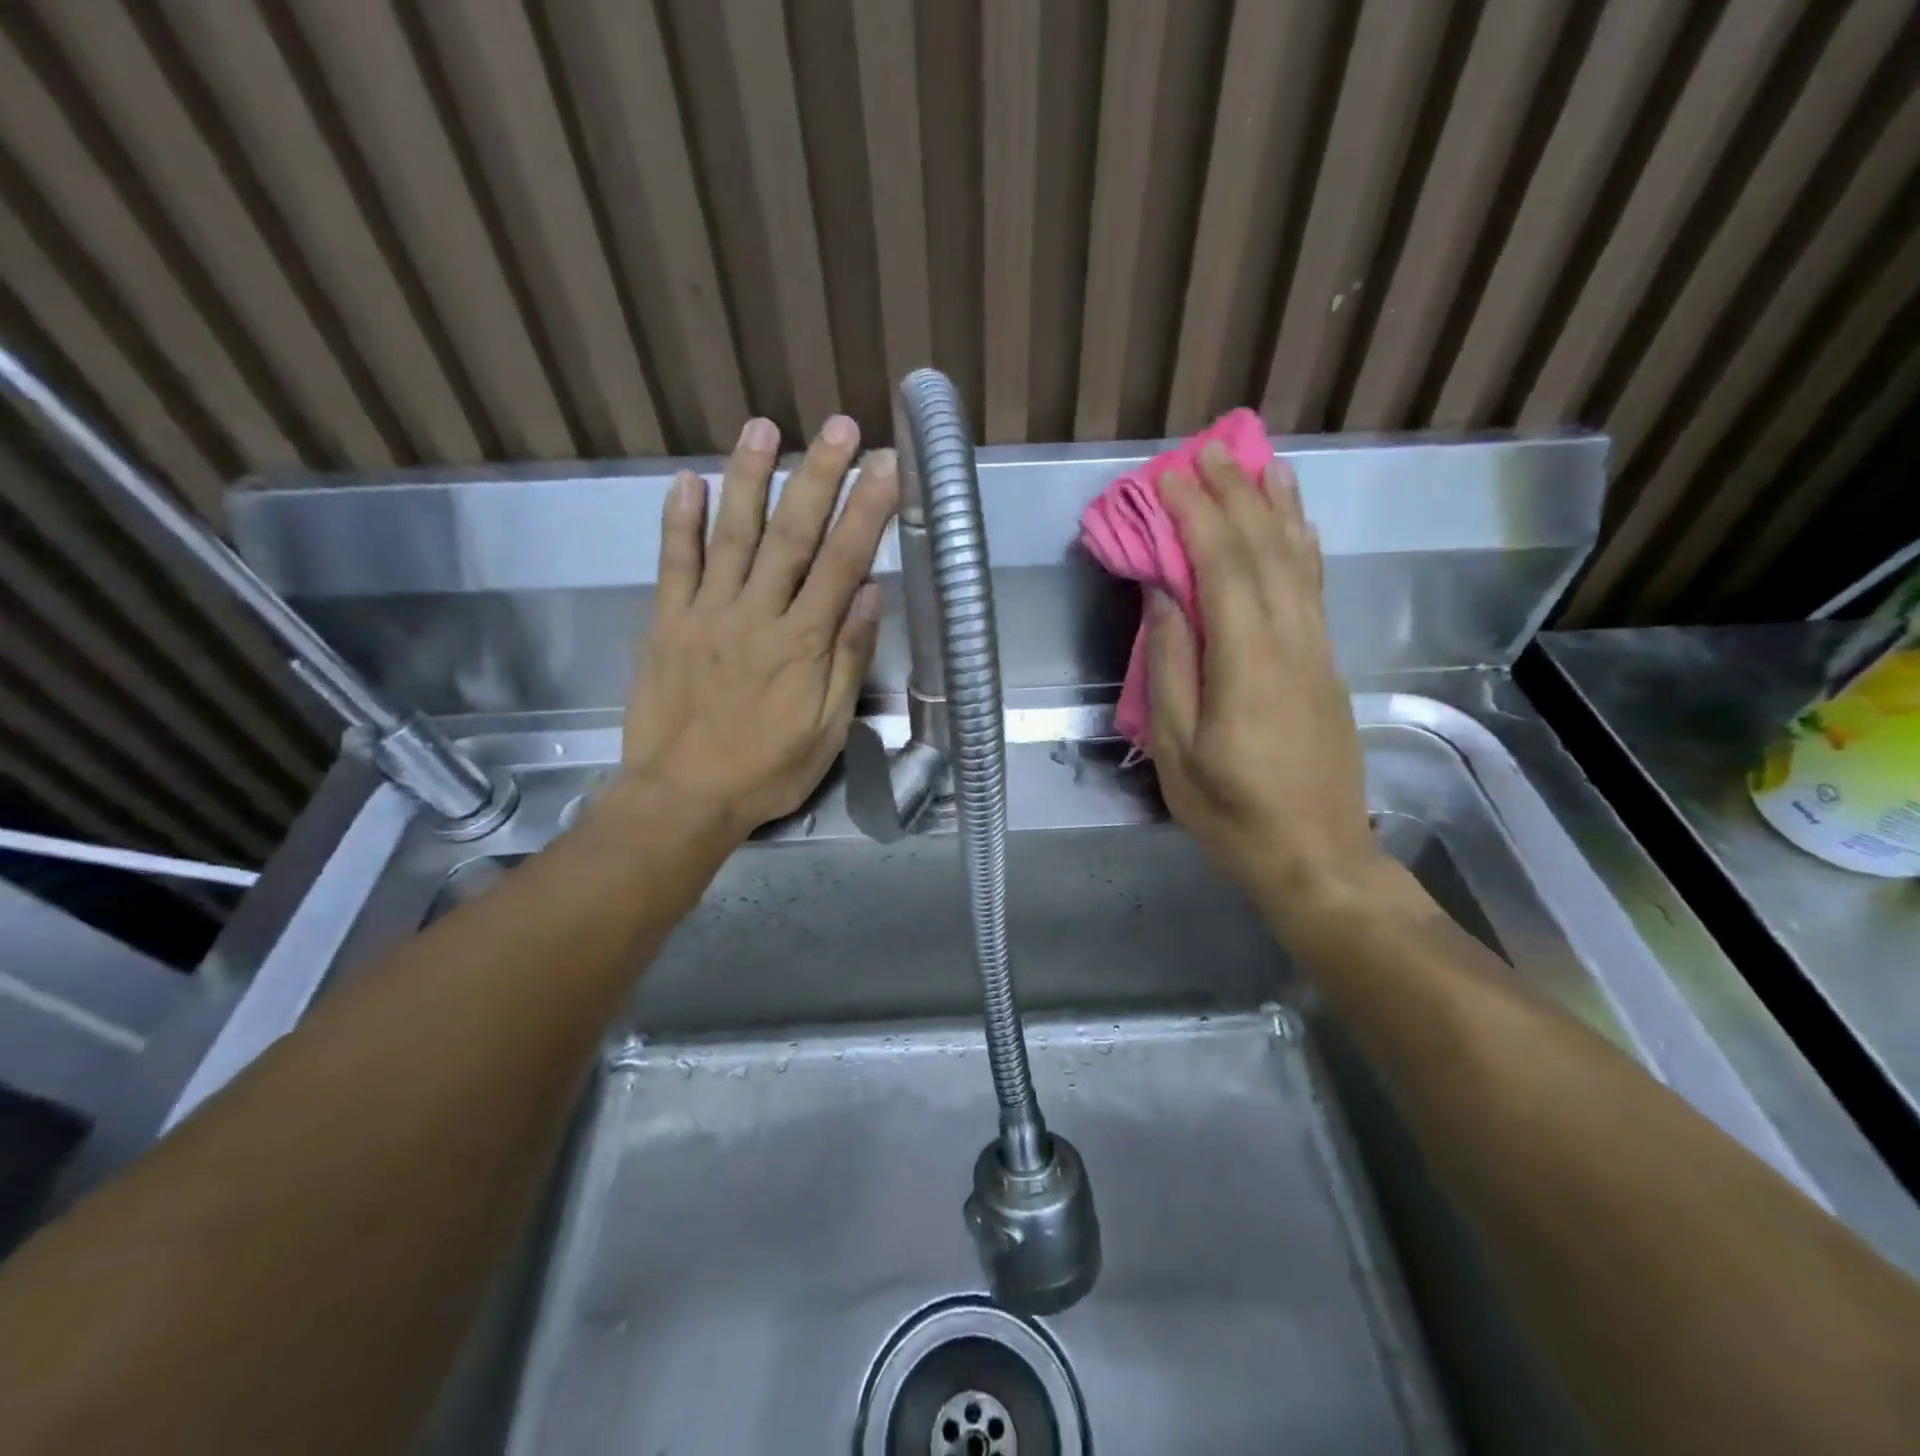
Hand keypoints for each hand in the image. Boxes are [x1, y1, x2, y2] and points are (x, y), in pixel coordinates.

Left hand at [616, 415, 897, 839]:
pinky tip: (687, 480)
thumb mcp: (828, 728)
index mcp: (803, 644)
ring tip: (762, 427)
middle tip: (838, 425)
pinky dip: (679, 521)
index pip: (842, 563)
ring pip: (732, 535)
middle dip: (818, 475)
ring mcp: (706, 614)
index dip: (866, 510)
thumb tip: (871, 594)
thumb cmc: (767, 770)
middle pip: (792, 535)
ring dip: (749, 478)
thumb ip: (848, 659)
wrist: (682, 798)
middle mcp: (757, 615)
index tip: (885, 465)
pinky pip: (673, 564)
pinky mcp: (666, 623)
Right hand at [1145, 444, 1380, 918]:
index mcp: (1248, 663)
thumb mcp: (1178, 750)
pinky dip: (1302, 546)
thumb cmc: (1231, 812)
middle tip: (1209, 451)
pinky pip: (1313, 589)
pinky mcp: (1327, 666)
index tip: (1170, 477)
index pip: (1223, 567)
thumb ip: (1171, 668)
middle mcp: (1292, 642)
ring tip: (1261, 463)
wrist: (1317, 856)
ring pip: (1299, 562)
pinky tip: (1296, 526)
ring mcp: (1317, 652)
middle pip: (1265, 551)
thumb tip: (1164, 597)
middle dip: (1236, 495)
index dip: (1197, 516)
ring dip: (1277, 508)